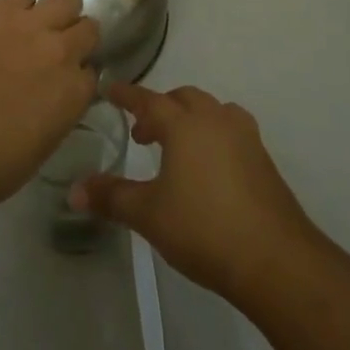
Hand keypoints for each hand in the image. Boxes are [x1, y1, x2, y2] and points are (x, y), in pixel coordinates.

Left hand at [0, 0, 99, 209]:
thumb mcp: (40, 146)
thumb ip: (55, 114)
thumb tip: (47, 102)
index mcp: (76, 93)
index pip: (91, 73)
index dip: (76, 74)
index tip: (62, 79)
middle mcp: (64, 52)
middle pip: (88, 28)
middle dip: (75, 35)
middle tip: (53, 45)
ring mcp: (33, 24)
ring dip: (55, 9)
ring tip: (33, 21)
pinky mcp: (0, 7)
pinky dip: (14, 3)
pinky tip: (0, 17)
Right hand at [74, 83, 318, 302]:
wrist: (276, 260)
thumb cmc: (204, 228)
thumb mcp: (148, 214)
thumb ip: (111, 197)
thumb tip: (74, 191)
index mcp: (184, 124)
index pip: (148, 99)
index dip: (126, 94)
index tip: (109, 89)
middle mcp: (215, 120)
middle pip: (183, 99)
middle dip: (160, 108)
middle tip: (143, 132)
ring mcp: (245, 138)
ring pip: (212, 111)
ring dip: (191, 119)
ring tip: (178, 147)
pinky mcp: (263, 161)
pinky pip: (232, 131)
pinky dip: (213, 136)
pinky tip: (208, 168)